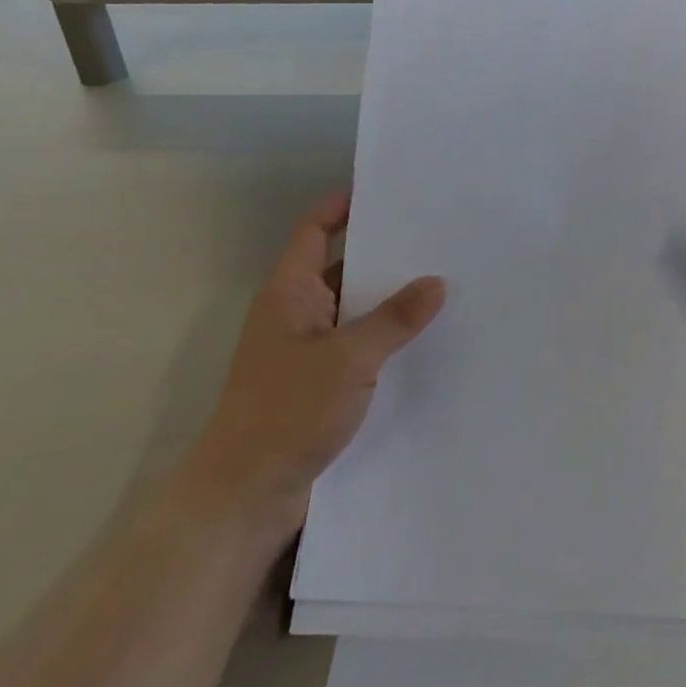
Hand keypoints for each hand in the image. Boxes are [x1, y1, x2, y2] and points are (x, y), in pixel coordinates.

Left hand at [196, 190, 445, 512]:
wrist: (246, 496)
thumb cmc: (287, 412)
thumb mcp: (348, 359)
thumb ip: (394, 319)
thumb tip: (436, 282)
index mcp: (289, 292)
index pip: (314, 229)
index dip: (342, 205)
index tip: (384, 190)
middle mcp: (295, 313)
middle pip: (339, 265)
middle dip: (381, 251)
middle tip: (432, 235)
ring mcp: (305, 350)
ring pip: (351, 309)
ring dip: (386, 298)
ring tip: (440, 281)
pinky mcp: (317, 384)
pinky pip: (356, 344)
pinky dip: (384, 336)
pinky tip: (423, 339)